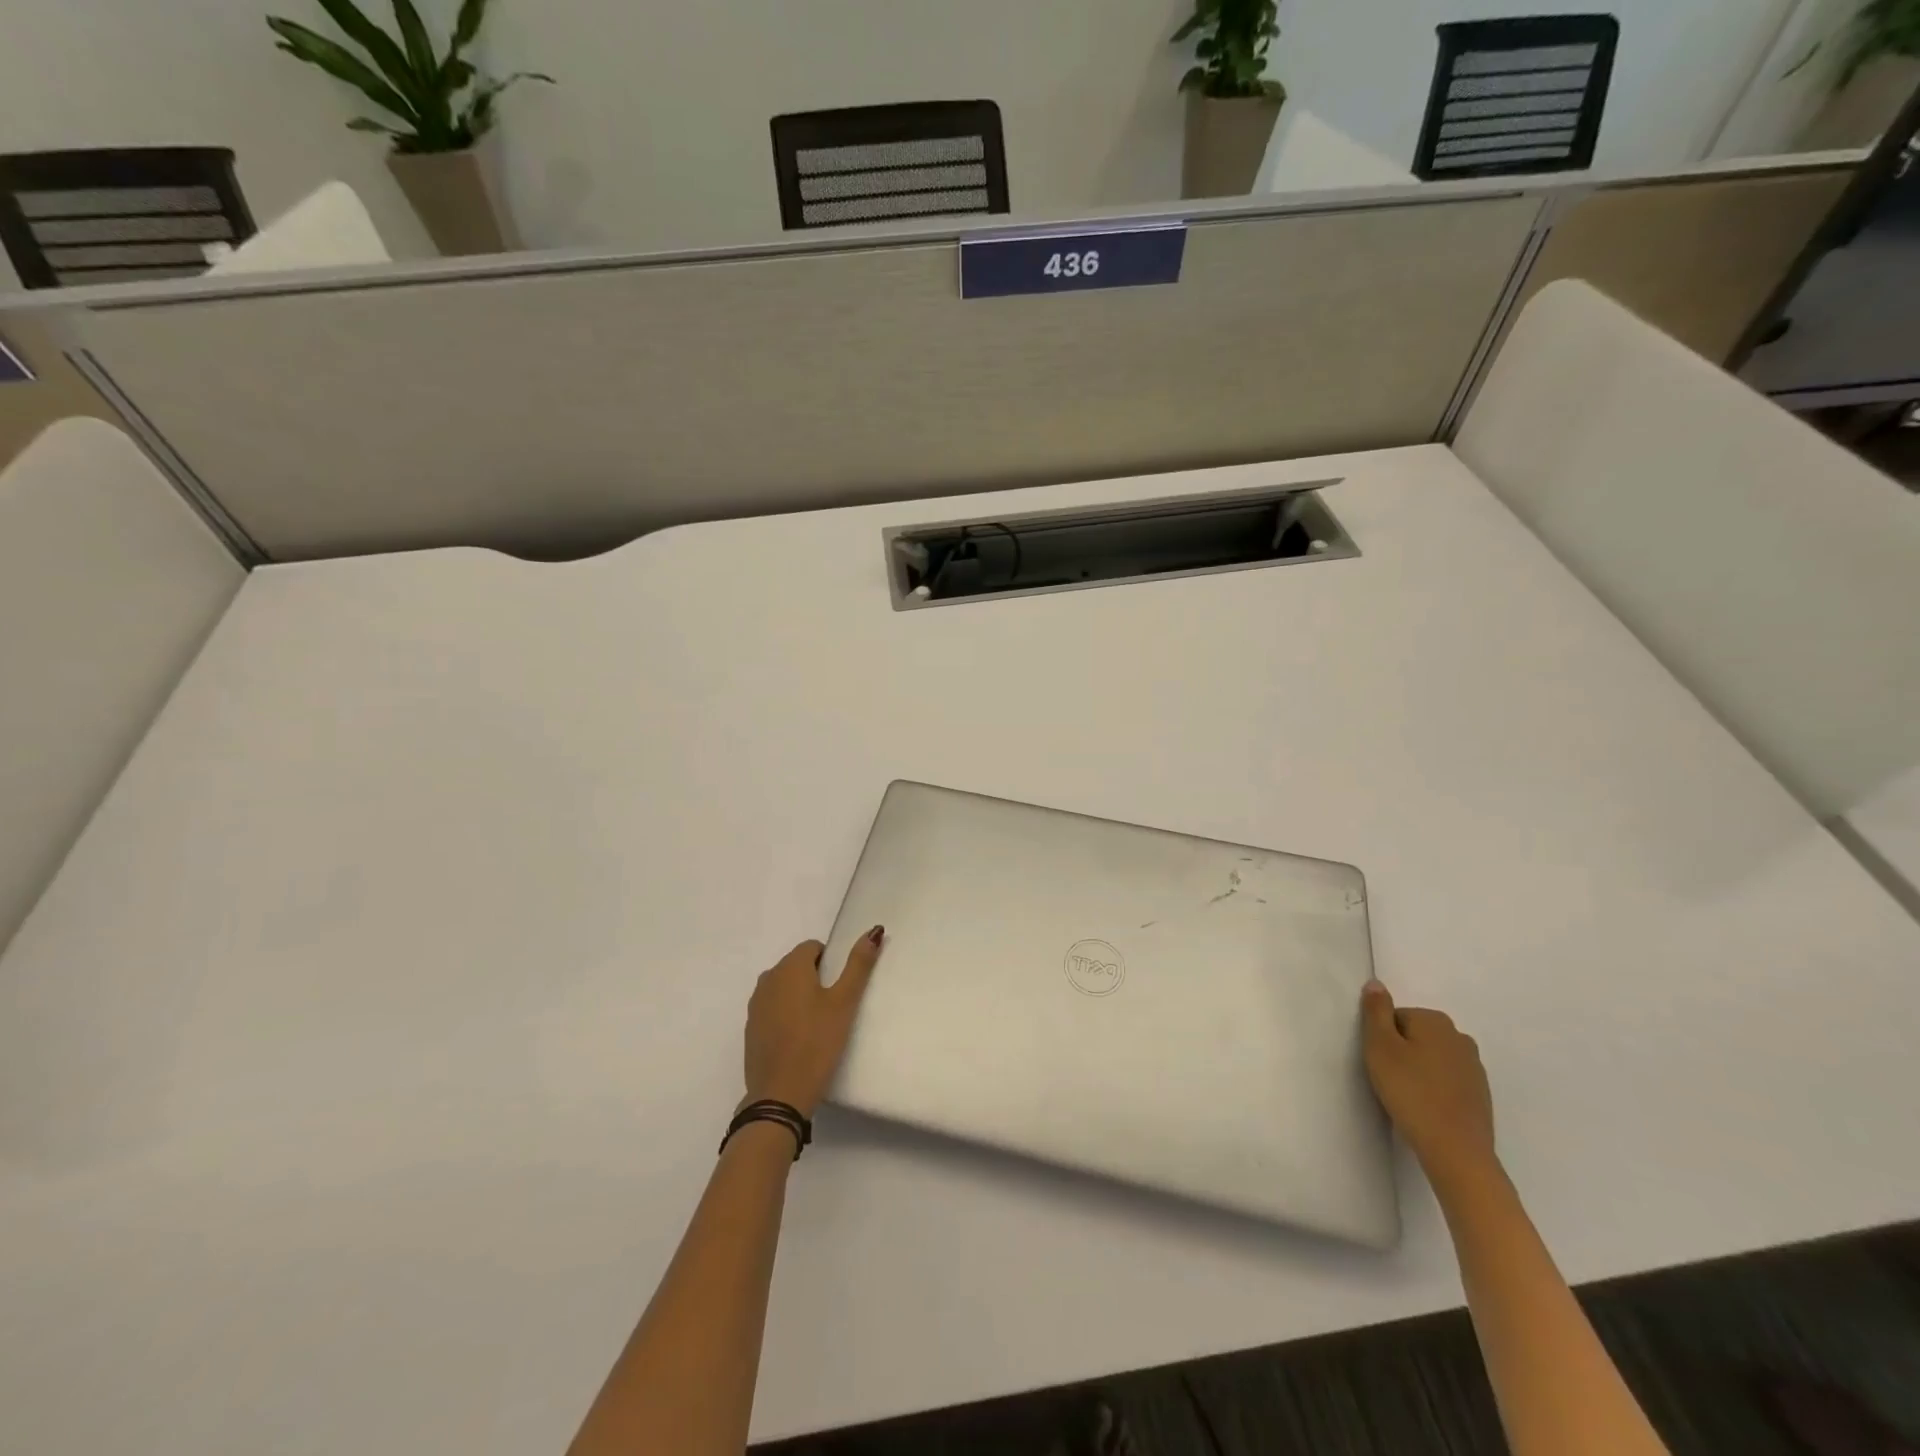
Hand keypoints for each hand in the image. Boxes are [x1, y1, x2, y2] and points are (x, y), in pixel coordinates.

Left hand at [742, 928, 883, 1116]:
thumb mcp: (844, 1002)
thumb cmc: (816, 1043)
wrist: (779, 1095)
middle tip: (833, 1008)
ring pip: (783, 987)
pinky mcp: (751, 1029)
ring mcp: (756, 1005)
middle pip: (796, 966)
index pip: (812, 947)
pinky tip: (799, 1039)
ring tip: (817, 1024)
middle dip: (815, 978)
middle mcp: (768, 979)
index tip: (839, 989)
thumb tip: (874, 931)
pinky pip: (773, 1009)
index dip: (830, 963)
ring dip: (799, 996)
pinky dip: (786, 1015)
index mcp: (789, 967)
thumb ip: (858, 965)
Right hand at [1361, 979, 1497, 1189]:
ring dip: (1418, 1069)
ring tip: (1407, 1095)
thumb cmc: (1411, 1092)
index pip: (1395, 1017)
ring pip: (1432, 1057)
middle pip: (1415, 1035)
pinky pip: (1447, 1079)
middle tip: (1390, 1078)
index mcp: (1435, 1021)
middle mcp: (1459, 1037)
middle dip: (1401, 1052)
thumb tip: (1376, 983)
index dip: (1382, 1039)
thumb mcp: (1380, 1046)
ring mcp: (1474, 1067)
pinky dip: (1434, 1087)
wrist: (1456, 1150)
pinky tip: (1426, 1107)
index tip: (1380, 1062)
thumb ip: (1375, 1010)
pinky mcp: (1480, 1094)